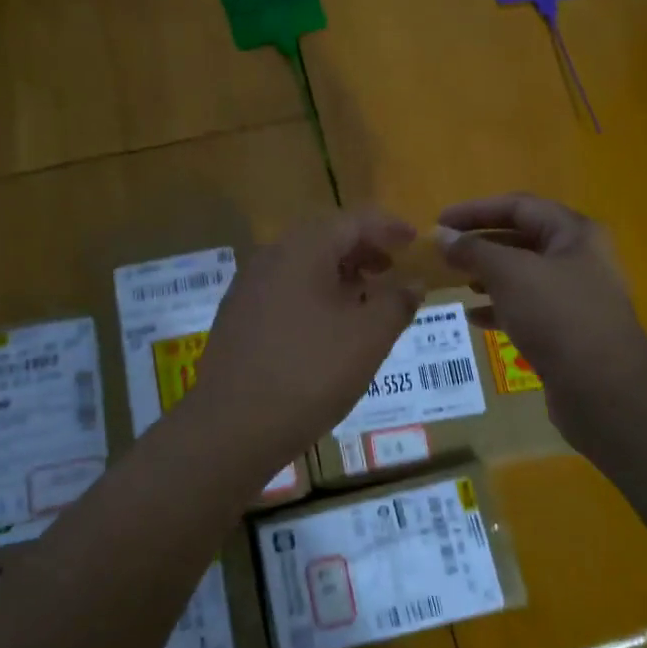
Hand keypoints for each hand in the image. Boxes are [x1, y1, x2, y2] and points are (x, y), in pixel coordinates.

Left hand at [186, 207, 422, 469]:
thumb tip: (414, 282)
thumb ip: (397, 302)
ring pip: (302, 265)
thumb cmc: (310, 373)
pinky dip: (314, 294)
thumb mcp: (368, 338)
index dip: (388, 227)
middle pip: (324, 238)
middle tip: (392, 268)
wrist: (232, 427)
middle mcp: (270, 258)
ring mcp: (247, 288)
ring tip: (365, 299)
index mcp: (303, 250)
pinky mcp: (237, 318)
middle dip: (362, 249)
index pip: (353, 220)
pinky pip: (284, 290)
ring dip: (339, 273)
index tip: (414, 240)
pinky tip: (327, 326)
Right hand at [437, 194, 646, 450]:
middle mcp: (579, 258)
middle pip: (522, 240)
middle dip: (481, 245)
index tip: (439, 222)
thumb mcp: (510, 274)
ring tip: (454, 283)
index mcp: (574, 233)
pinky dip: (500, 308)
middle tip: (443, 254)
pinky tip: (475, 318)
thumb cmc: (558, 317)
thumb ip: (474, 250)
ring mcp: (576, 297)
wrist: (604, 388)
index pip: (519, 206)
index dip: (476, 210)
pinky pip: (528, 309)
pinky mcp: (569, 331)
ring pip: (523, 277)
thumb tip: (442, 236)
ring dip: (488, 277)